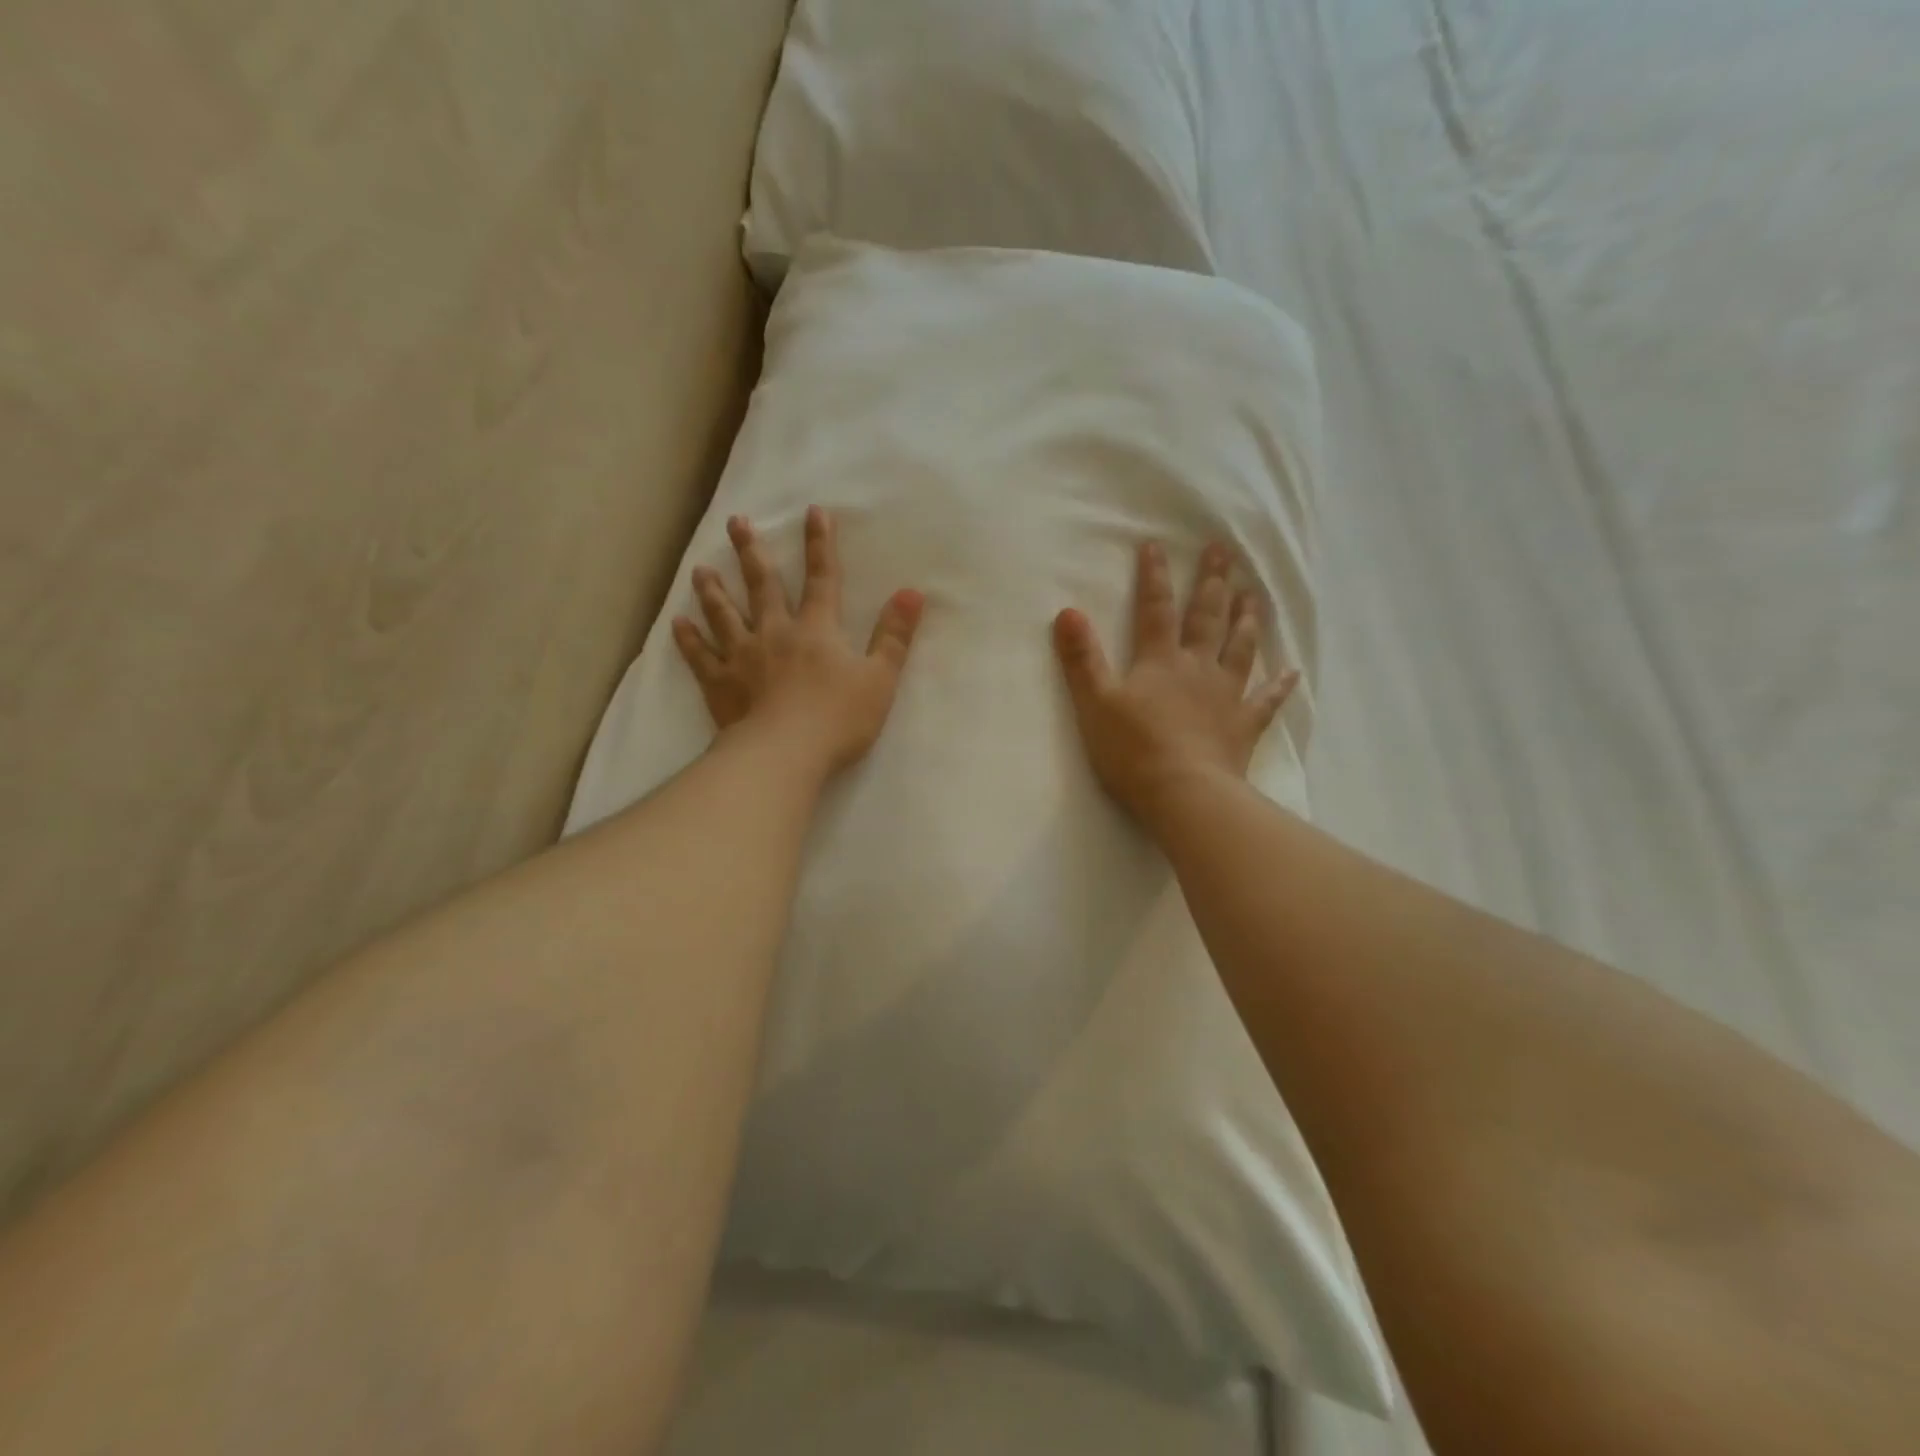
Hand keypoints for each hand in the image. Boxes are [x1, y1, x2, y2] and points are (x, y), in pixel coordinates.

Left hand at [673, 507, 923, 774]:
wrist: (784, 754)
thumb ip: (895, 636)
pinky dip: (689, 639)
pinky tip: (678, 623)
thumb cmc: (838, 719)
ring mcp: (742, 657)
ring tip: (700, 569)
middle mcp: (775, 634)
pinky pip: (700, 656)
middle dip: (751, 552)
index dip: (820, 544)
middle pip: (762, 586)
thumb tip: (912, 592)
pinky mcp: (720, 685)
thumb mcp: (880, 679)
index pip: (821, 579)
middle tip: (736, 522)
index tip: (813, 511)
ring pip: (725, 615)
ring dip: (714, 590)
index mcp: (816, 630)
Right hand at [1053, 539, 1298, 821]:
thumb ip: (1082, 658)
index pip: (1155, 609)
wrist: (1183, 793)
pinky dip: (1279, 686)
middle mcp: (1197, 669)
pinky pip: (1266, 700)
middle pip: (1206, 618)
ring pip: (1239, 649)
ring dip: (1246, 619)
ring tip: (1253, 595)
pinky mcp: (1243, 726)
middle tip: (1222, 552)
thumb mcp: (1095, 703)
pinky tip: (1292, 672)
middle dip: (1212, 583)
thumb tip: (1067, 612)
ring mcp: (1225, 696)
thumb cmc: (1132, 750)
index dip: (1154, 577)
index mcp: (1160, 662)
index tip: (1156, 545)